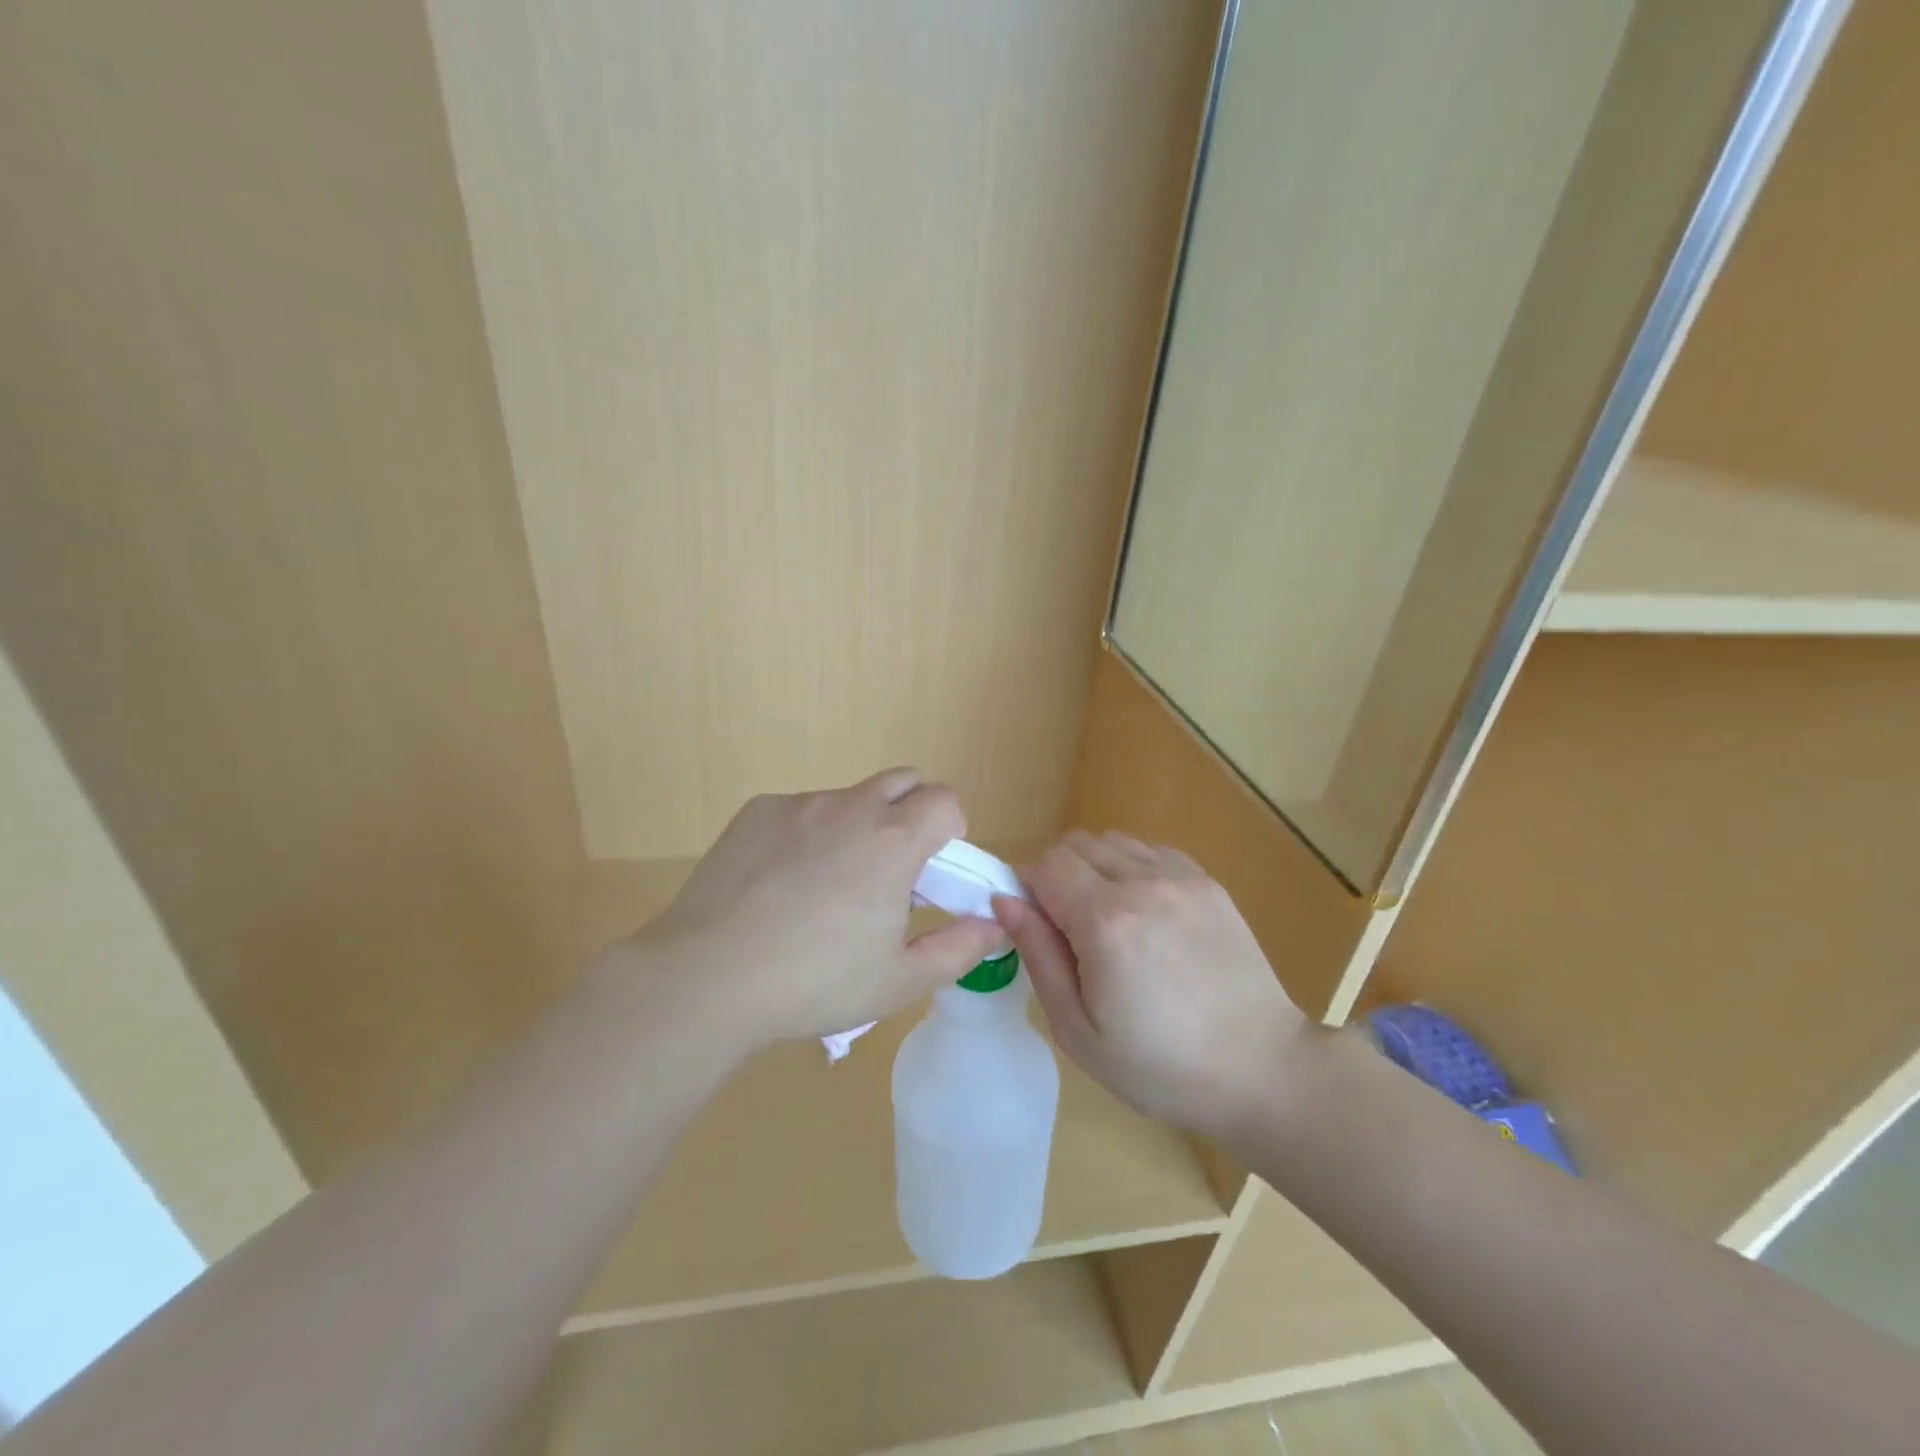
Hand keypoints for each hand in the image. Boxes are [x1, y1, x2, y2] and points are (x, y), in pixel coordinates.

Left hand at [622, 769, 1007, 1050]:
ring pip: (848, 798)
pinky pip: (801, 809)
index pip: (946, 800)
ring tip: (825, 887)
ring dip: (857, 826)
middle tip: (891, 869)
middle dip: (912, 812)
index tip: (933, 871)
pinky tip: (779, 884)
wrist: (707, 978)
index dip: (951, 830)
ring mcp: (799, 805)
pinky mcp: (756, 812)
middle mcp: (851, 807)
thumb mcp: (898, 980)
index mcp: (893, 841)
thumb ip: (958, 948)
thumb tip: (995, 926)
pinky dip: (808, 833)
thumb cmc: (814, 983)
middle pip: (903, 780)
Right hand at [994, 831, 1310, 1137]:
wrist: (1261, 1068)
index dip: (1028, 887)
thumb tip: (1005, 900)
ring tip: (1107, 920)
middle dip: (1057, 875)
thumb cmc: (1160, 1065)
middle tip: (1067, 927)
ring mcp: (1180, 878)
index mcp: (1105, 922)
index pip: (1045, 864)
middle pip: (1075, 844)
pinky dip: (1131, 868)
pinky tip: (1144, 912)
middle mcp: (1142, 883)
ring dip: (1094, 868)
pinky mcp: (1207, 882)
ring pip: (1112, 841)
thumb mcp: (1079, 1030)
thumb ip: (1038, 956)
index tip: (1035, 923)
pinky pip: (1150, 850)